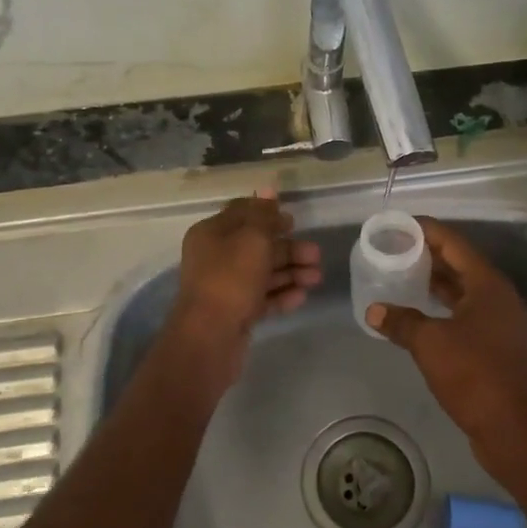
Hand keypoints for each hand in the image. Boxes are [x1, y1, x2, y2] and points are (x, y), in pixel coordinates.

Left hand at [165, 192, 320, 385]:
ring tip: (316, 278)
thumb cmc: (231, 279)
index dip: (268, 213)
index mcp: (212, 233)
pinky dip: (281, 294)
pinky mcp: (235, 312)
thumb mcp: (252, 239)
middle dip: (288, 249)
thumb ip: (264, 215)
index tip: (293, 220)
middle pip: (257, 246)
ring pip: (263, 273)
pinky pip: (262, 297)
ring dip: (291, 272)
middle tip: (316, 254)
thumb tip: (268, 190)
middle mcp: (216, 257)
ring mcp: (225, 287)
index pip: (242, 214)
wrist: (210, 337)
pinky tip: (302, 296)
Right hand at [366, 217, 526, 488]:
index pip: (454, 243)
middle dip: (427, 254)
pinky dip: (440, 307)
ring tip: (400, 274)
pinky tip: (417, 313)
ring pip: (461, 290)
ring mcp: (498, 322)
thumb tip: (374, 311)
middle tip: (393, 248)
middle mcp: (496, 297)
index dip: (426, 231)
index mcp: (487, 284)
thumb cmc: (474, 374)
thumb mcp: (430, 343)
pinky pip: (463, 313)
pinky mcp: (494, 345)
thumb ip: (401, 322)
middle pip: (459, 264)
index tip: (399, 225)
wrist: (513, 427)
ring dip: (433, 282)